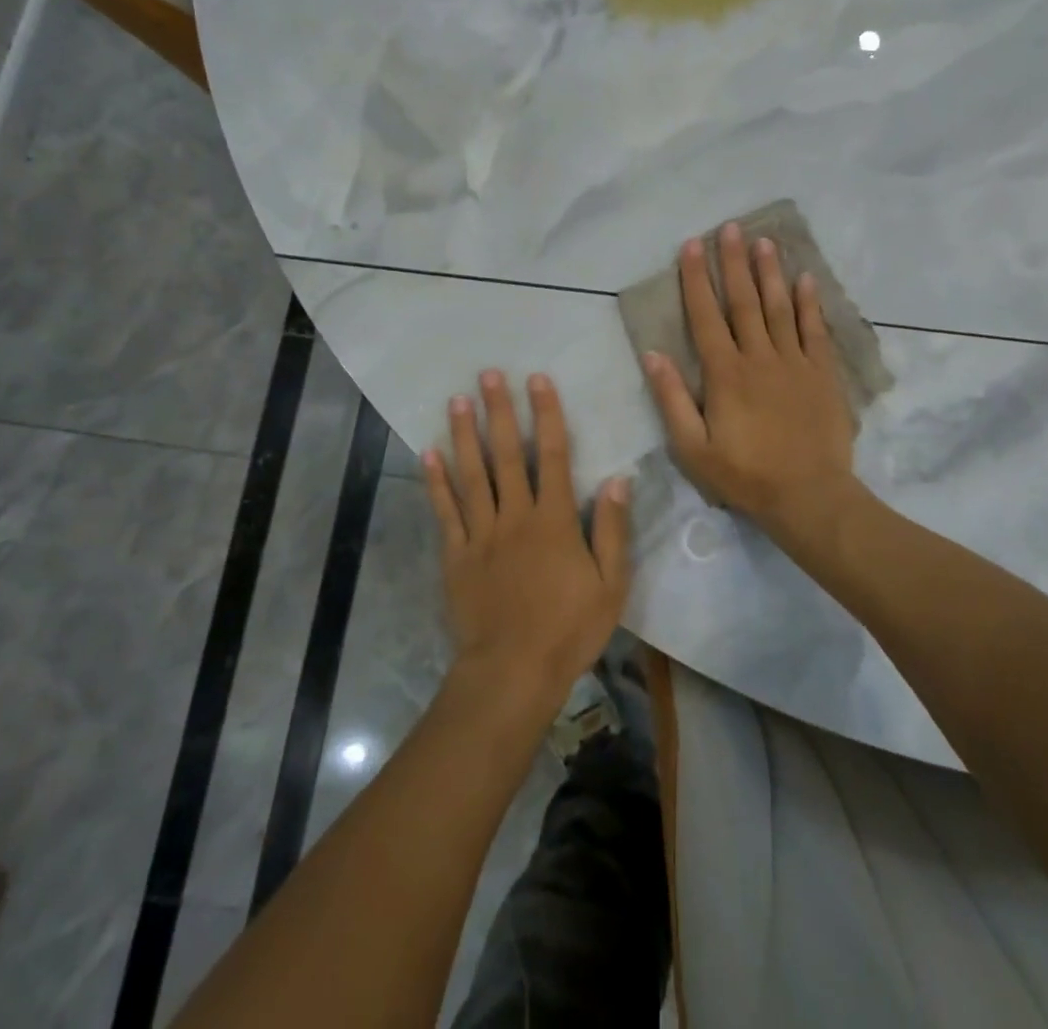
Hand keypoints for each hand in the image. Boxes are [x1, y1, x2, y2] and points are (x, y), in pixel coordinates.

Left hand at [424, 371, 631, 713]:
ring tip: (457, 400)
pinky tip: (428, 453)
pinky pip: (445, 512)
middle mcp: (515, 516)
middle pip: (507, 455)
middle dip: (500, 412)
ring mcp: (481, 534)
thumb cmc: (569, 629)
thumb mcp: (611, 585)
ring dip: (465, 435)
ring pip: (472, 475)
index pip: (554, 455)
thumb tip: (619, 480)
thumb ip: (614, 530)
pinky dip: (436, 481)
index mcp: (555, 520)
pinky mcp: (456, 556)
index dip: (548, 415)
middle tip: (488, 375)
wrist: (513, 672)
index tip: (538, 380)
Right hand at [641, 223, 858, 555]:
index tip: (692, 246)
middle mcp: (759, 358)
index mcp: (725, 374)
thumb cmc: (745, 476)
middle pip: (744, 302)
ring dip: (770, 273)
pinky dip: (810, 303)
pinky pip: (814, 330)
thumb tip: (652, 355)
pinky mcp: (822, 374)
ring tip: (763, 241)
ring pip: (780, 308)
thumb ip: (672, 399)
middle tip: (729, 227)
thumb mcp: (693, 448)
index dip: (697, 280)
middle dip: (734, 262)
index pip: (706, 317)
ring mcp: (794, 363)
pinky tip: (806, 279)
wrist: (809, 496)